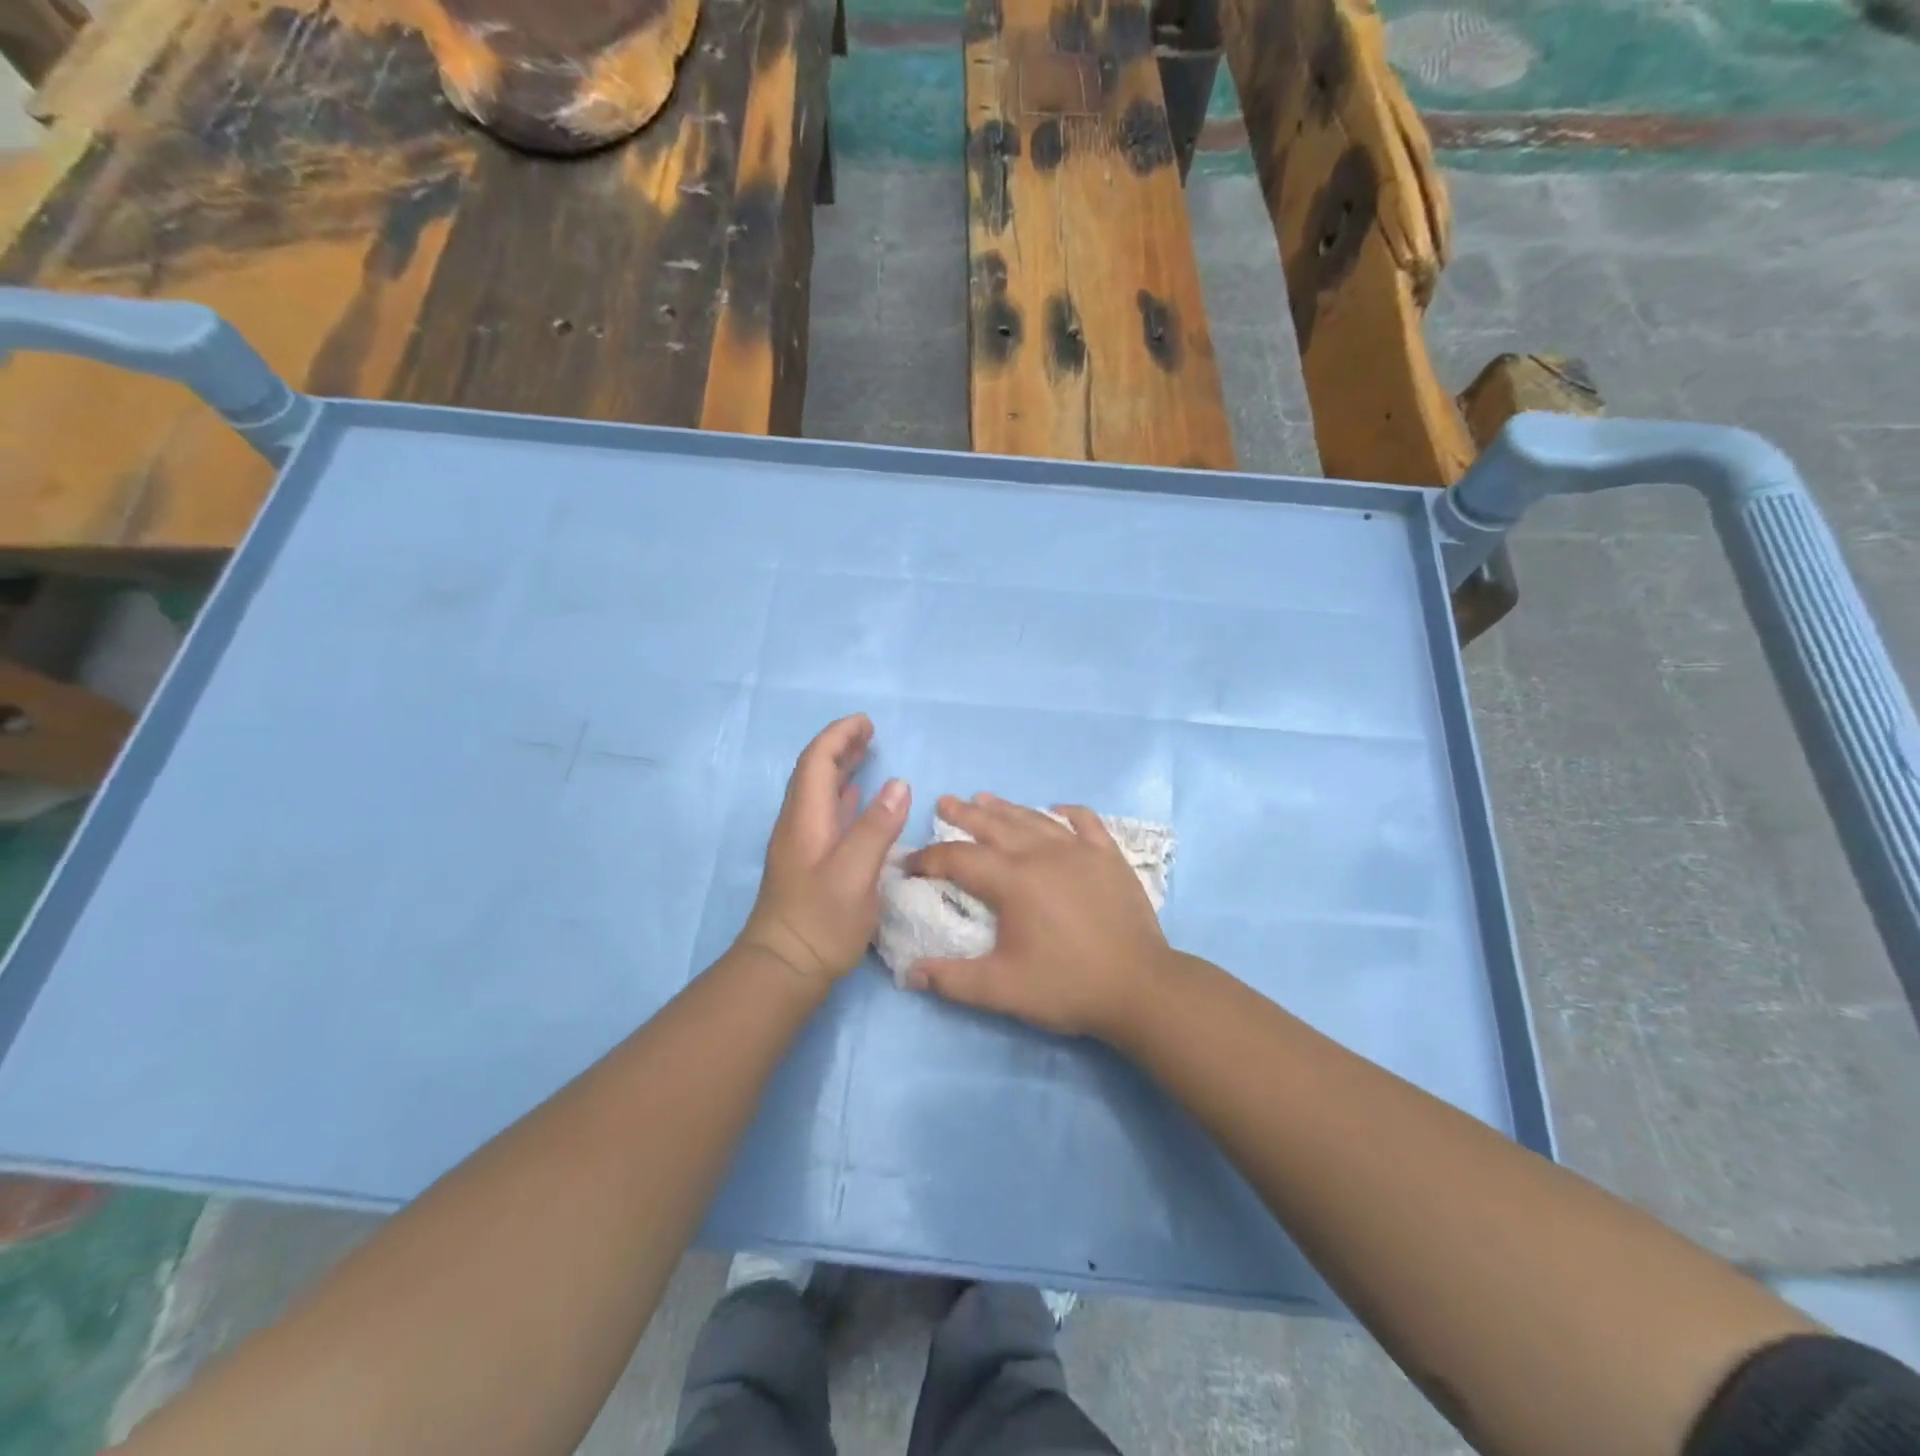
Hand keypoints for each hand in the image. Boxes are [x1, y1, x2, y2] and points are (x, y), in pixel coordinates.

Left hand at [738, 714, 909, 987]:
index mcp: (806, 819)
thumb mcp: (855, 873)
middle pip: (814, 772)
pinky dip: (843, 796)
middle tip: (870, 733)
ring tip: (867, 755)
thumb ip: (876, 827)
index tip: (866, 722)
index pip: (817, 762)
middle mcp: (798, 824)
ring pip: (819, 792)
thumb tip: (899, 784)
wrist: (783, 969)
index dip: (839, 736)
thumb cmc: (820, 921)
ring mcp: (801, 844)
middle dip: (840, 746)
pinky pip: (825, 813)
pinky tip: (857, 801)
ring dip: (841, 768)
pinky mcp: (807, 863)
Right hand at [904, 794, 1173, 1041]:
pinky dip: (1068, 812)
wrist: (1140, 987)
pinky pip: (1086, 822)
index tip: (910, 863)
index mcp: (1013, 881)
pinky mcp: (1109, 857)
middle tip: (944, 802)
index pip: (959, 859)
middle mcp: (1042, 854)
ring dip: (1006, 808)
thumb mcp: (1002, 989)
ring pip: (1034, 819)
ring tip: (984, 798)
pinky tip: (1057, 809)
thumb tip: (910, 973)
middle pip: (995, 825)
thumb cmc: (1067, 986)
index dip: (930, 859)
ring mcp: (1080, 851)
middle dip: (964, 814)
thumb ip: (952, 979)